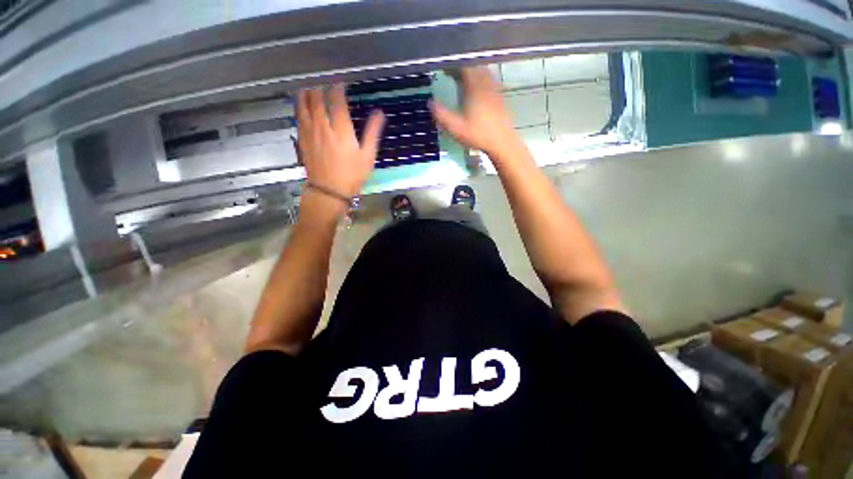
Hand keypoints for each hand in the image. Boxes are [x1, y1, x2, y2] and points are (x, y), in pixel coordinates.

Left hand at [296, 86, 384, 197]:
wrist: (329, 190)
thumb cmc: (352, 175)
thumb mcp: (368, 156)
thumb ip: (372, 132)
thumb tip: (379, 113)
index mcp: (341, 129)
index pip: (336, 99)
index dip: (338, 87)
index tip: (340, 82)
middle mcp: (323, 125)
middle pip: (317, 97)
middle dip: (321, 86)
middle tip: (325, 82)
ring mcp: (310, 131)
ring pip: (304, 104)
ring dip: (307, 92)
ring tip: (310, 86)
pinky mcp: (302, 139)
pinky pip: (298, 116)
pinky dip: (299, 106)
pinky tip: (301, 104)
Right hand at [430, 67, 519, 156]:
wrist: (502, 143)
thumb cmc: (478, 135)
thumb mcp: (456, 128)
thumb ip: (441, 114)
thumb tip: (430, 102)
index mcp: (475, 86)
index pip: (463, 65)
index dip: (452, 64)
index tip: (442, 67)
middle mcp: (486, 82)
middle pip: (473, 66)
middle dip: (460, 68)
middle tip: (449, 73)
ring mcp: (494, 88)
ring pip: (481, 72)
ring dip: (470, 73)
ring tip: (460, 80)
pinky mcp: (499, 96)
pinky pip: (488, 80)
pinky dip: (478, 80)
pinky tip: (474, 90)